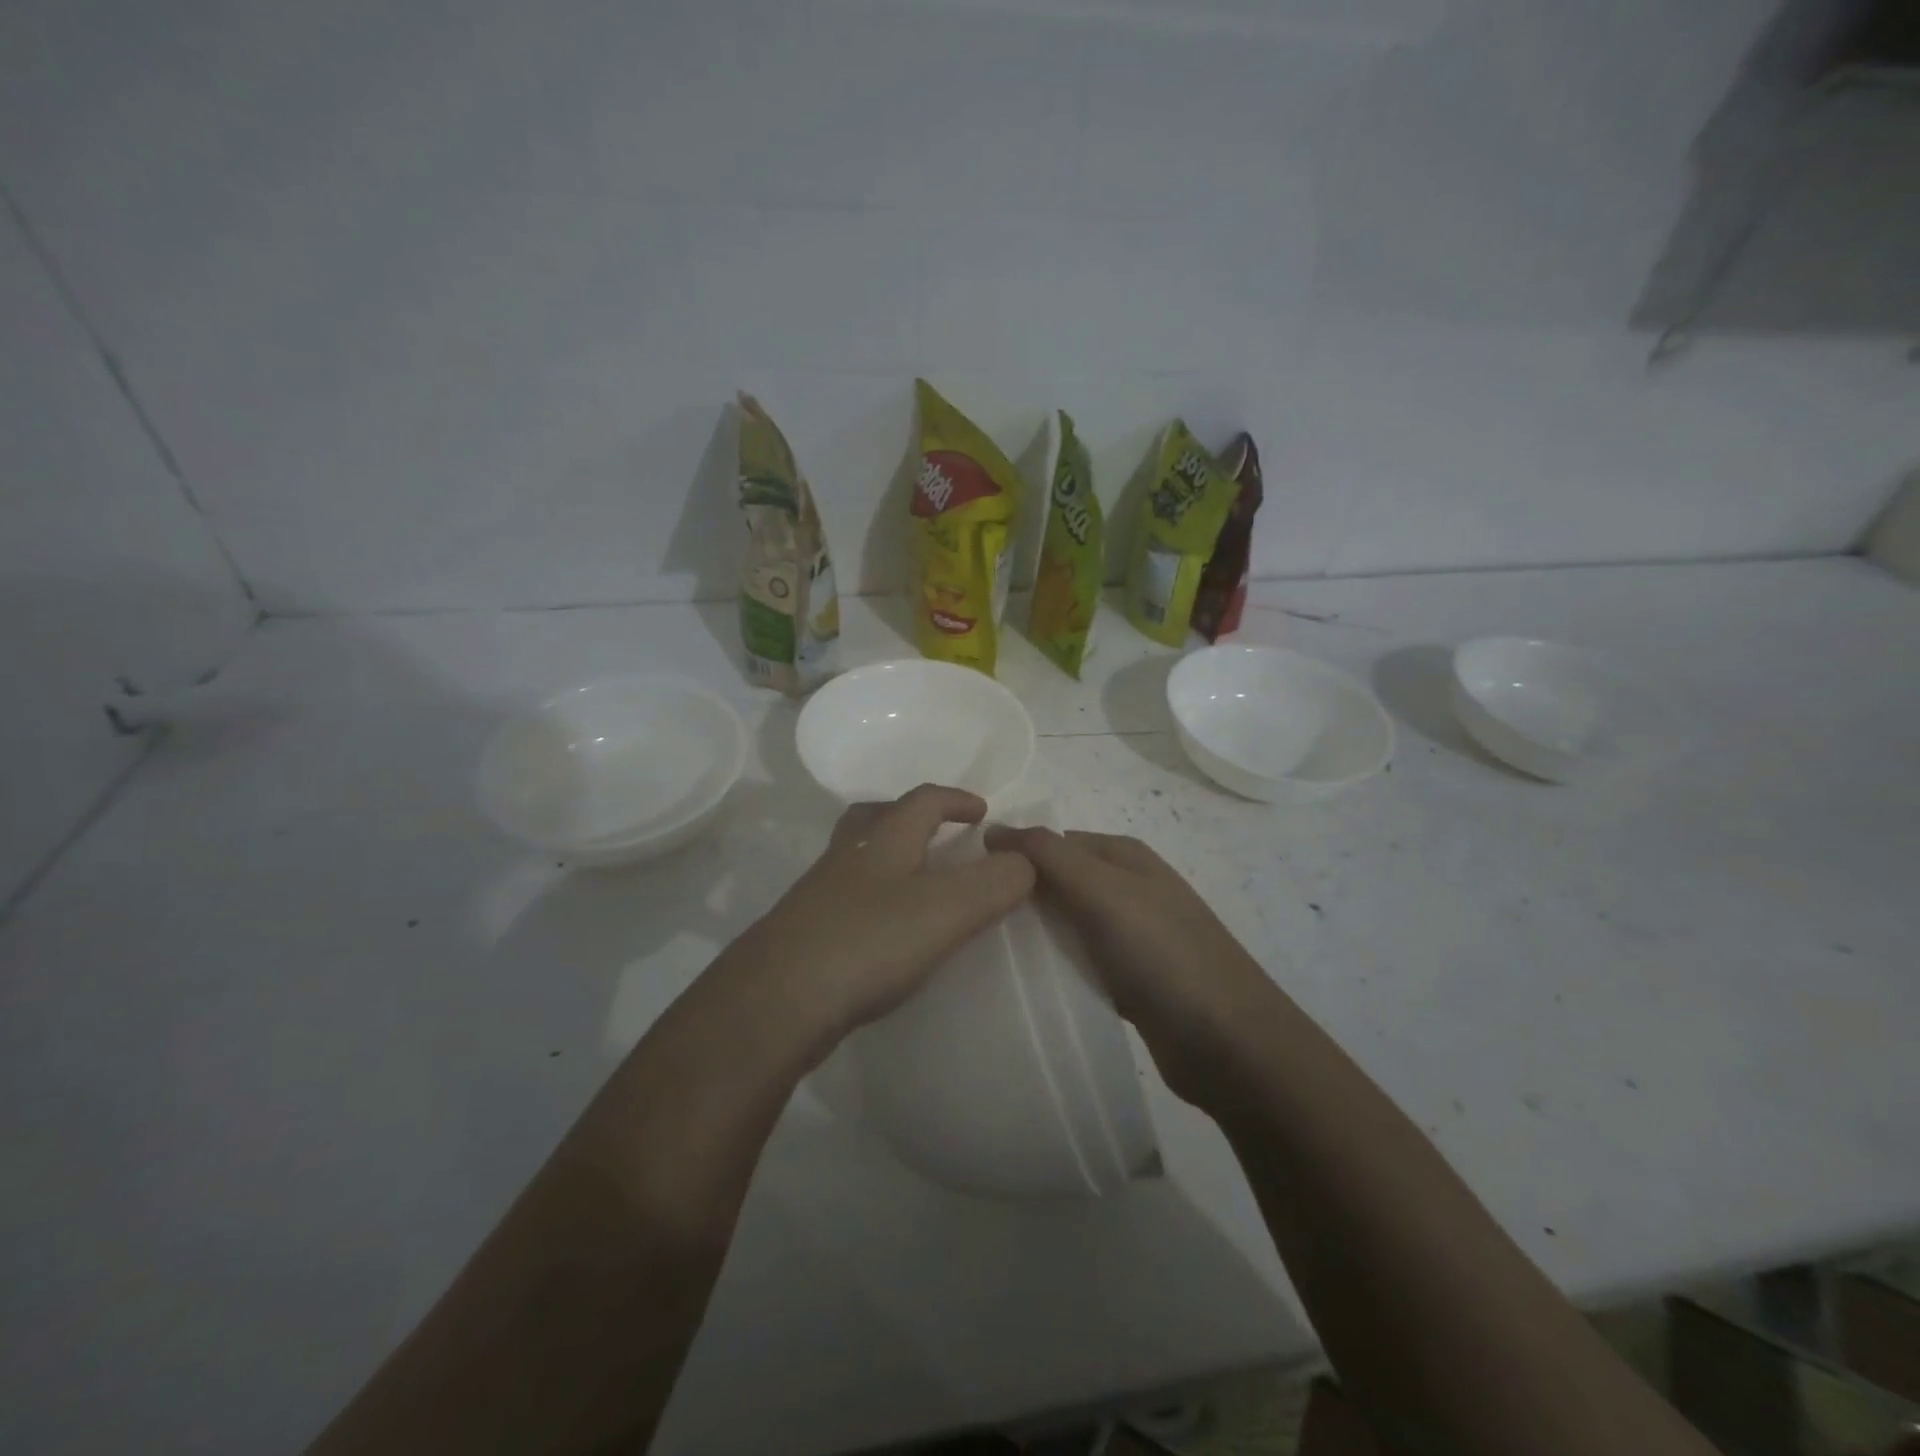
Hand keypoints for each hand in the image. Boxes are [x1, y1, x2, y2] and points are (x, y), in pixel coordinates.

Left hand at [743, 785, 1034, 1042]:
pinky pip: (847, 901)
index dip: (956, 800)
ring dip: (889, 860)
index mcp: (883, 839)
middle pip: (876, 817)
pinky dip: (873, 902)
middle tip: (940, 836)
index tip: (983, 812)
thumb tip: (1025, 861)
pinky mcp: (804, 934)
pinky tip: (885, 936)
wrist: (775, 1001)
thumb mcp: (947, 909)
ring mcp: (819, 895)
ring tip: (917, 887)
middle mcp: (847, 856)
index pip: (924, 800)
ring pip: (857, 859)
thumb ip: (995, 882)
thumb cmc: (868, 942)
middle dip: (911, 818)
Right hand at [983, 826, 1275, 1099]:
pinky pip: (1082, 961)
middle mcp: (1129, 887)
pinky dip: (1058, 966)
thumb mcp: (1101, 890)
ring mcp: (1134, 935)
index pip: (1053, 841)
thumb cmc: (1162, 953)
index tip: (970, 884)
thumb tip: (995, 828)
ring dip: (1037, 934)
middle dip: (1021, 896)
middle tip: (971, 921)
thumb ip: (1047, 855)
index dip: (1013, 856)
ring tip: (987, 952)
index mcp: (1123, 855)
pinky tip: (1028, 983)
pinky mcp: (1133, 978)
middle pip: (1060, 881)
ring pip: (1069, 923)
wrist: (1230, 1043)